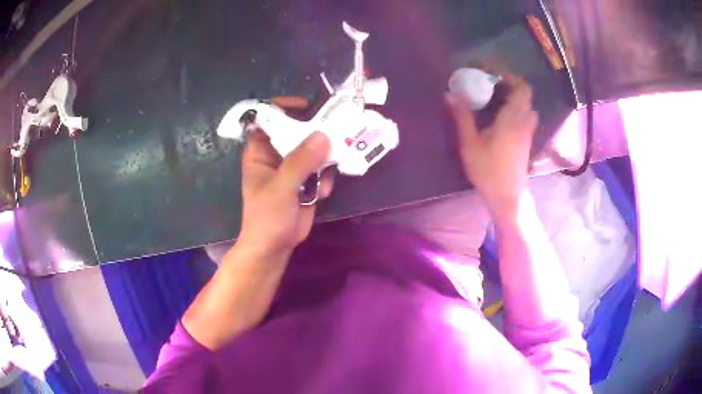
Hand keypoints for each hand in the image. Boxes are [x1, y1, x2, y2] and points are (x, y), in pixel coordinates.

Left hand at [235, 97, 333, 264]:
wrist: (274, 247)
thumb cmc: (267, 216)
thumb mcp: (281, 187)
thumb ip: (300, 161)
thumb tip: (323, 135)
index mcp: (260, 150)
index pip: (269, 118)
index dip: (284, 107)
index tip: (308, 106)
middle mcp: (277, 154)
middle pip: (297, 130)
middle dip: (316, 132)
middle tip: (337, 131)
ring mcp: (293, 167)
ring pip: (314, 148)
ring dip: (325, 158)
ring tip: (326, 173)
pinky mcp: (307, 180)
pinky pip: (321, 168)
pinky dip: (325, 178)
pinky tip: (320, 194)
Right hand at [446, 74, 537, 218]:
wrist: (508, 198)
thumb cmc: (488, 171)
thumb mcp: (470, 144)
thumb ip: (462, 116)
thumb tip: (450, 93)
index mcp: (512, 119)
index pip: (522, 89)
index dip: (510, 78)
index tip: (493, 76)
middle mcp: (524, 123)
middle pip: (526, 96)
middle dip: (510, 86)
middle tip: (490, 86)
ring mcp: (527, 133)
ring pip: (527, 107)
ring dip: (515, 99)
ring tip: (495, 100)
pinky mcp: (526, 142)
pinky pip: (526, 117)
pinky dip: (516, 110)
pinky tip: (500, 118)